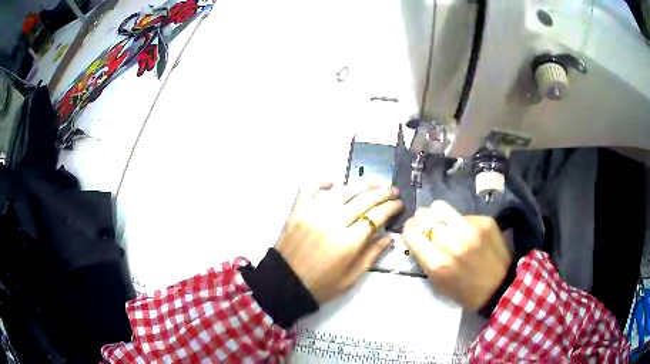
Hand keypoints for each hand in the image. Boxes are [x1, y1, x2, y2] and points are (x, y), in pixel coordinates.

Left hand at [276, 182, 402, 303]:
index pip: (375, 217)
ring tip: (372, 184)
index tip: (399, 203)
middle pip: (362, 201)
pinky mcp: (297, 212)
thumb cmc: (321, 286)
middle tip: (392, 190)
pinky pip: (308, 190)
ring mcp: (312, 215)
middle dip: (381, 193)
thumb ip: (372, 255)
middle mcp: (332, 223)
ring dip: (359, 185)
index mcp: (348, 243)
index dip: (390, 208)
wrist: (285, 286)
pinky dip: (320, 182)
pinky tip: (332, 182)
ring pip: (341, 192)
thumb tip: (389, 237)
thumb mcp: (352, 277)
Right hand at [402, 200, 511, 309]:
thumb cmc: (465, 291)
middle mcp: (451, 242)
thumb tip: (417, 235)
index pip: (411, 232)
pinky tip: (470, 234)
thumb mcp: (438, 282)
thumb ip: (425, 258)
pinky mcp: (484, 221)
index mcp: (437, 262)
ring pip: (440, 207)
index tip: (413, 232)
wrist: (501, 287)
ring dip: (439, 216)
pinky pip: (463, 214)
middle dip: (422, 220)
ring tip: (446, 225)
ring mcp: (470, 228)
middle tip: (428, 227)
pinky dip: (461, 223)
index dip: (409, 230)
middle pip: (424, 214)